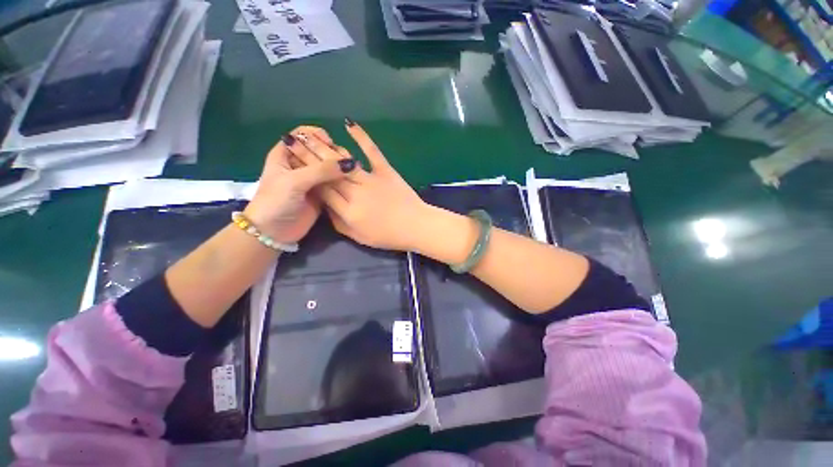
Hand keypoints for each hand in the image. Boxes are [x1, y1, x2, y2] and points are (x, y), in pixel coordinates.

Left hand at [244, 126, 357, 242]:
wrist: (274, 231)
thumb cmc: (276, 201)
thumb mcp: (295, 181)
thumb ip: (321, 170)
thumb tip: (350, 163)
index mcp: (287, 153)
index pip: (303, 134)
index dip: (317, 136)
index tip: (330, 145)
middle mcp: (300, 164)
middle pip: (320, 150)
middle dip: (333, 153)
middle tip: (344, 162)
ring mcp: (312, 180)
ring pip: (329, 167)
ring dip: (340, 168)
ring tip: (351, 173)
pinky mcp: (322, 193)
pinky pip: (335, 183)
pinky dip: (343, 182)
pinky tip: (351, 183)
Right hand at [283, 120, 428, 251]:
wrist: (416, 227)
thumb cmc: (388, 236)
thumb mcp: (359, 238)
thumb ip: (339, 223)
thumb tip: (325, 207)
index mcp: (348, 211)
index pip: (322, 190)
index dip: (307, 175)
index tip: (293, 161)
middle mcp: (356, 193)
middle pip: (327, 172)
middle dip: (308, 155)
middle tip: (293, 139)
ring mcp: (371, 180)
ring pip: (343, 161)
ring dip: (325, 146)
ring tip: (310, 133)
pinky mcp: (386, 171)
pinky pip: (372, 152)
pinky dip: (362, 137)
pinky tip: (349, 123)